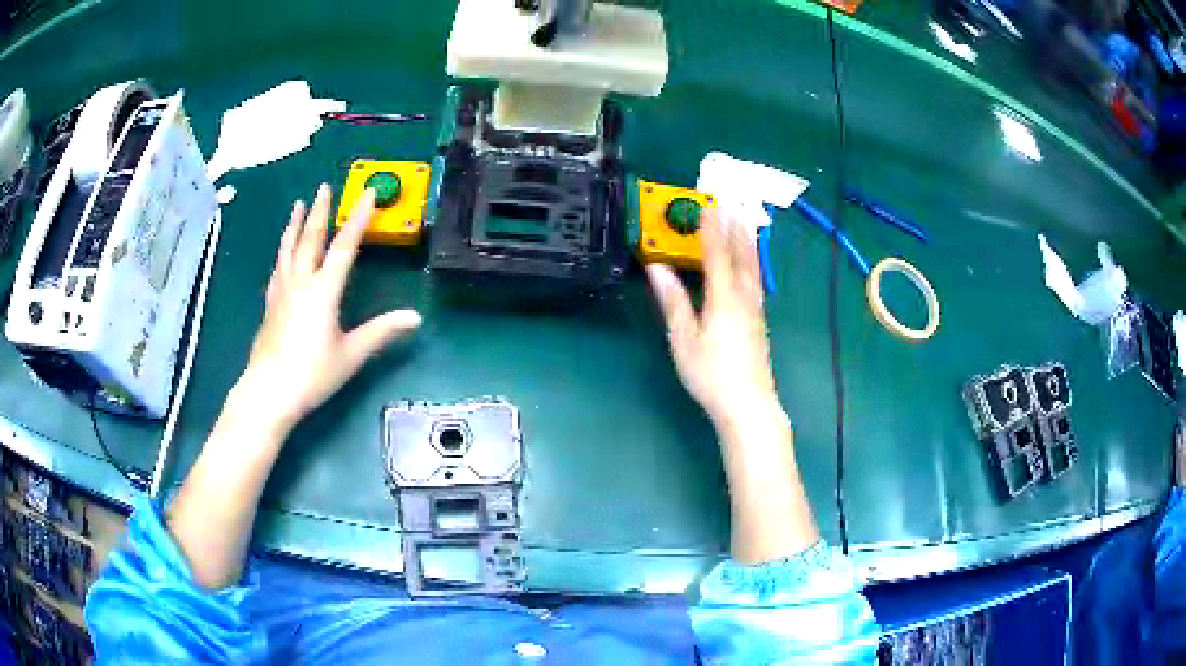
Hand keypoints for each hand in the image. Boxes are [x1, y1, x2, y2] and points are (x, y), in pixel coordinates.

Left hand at [234, 184, 421, 431]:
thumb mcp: (351, 355)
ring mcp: (281, 292)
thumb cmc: (311, 374)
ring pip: (289, 249)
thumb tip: (414, 317)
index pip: (344, 246)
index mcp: (323, 291)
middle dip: (319, 211)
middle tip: (324, 187)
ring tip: (297, 205)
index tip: (367, 193)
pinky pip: (278, 266)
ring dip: (295, 225)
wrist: (268, 392)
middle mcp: (300, 283)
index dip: (358, 218)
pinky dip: (283, 250)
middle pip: (310, 239)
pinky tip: (283, 251)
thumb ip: (381, 332)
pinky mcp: (270, 304)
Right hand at [646, 210, 782, 429]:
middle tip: (732, 205)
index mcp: (723, 299)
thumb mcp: (684, 339)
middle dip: (735, 229)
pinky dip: (753, 263)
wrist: (748, 405)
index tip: (708, 206)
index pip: (717, 255)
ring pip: (753, 268)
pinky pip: (756, 281)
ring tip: (746, 224)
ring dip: (748, 243)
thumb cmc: (711, 374)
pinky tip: (752, 266)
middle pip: (741, 257)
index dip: (711, 229)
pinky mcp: (759, 323)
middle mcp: (743, 298)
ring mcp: (755, 311)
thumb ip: (673, 302)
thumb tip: (657, 268)